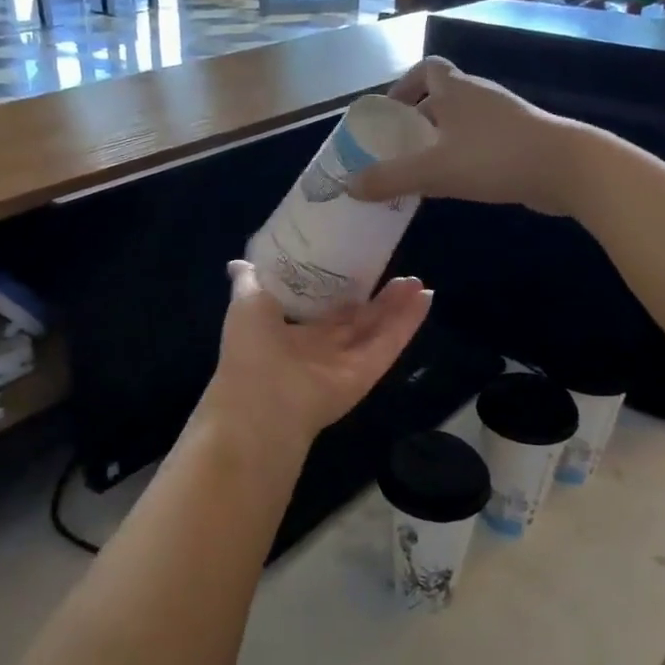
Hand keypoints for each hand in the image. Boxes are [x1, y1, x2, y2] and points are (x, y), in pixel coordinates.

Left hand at [202, 261, 430, 446]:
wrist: (262, 402)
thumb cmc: (251, 349)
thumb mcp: (247, 303)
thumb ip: (250, 281)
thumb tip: (239, 262)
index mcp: (291, 334)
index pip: (322, 310)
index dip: (340, 291)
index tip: (356, 265)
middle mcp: (320, 349)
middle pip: (356, 320)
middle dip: (376, 299)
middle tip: (396, 272)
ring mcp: (346, 362)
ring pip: (377, 330)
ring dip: (397, 306)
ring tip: (416, 282)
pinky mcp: (366, 373)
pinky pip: (389, 343)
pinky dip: (408, 322)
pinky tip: (425, 298)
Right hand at [346, 57, 590, 216]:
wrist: (567, 168)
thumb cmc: (494, 157)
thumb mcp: (433, 170)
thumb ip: (389, 178)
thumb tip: (349, 186)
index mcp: (456, 89)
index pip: (426, 68)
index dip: (404, 85)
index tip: (390, 111)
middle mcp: (479, 94)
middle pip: (443, 95)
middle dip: (419, 117)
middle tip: (400, 147)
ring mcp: (504, 116)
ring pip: (464, 120)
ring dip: (442, 138)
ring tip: (425, 168)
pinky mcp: (521, 138)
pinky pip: (482, 139)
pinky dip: (465, 153)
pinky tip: (459, 181)